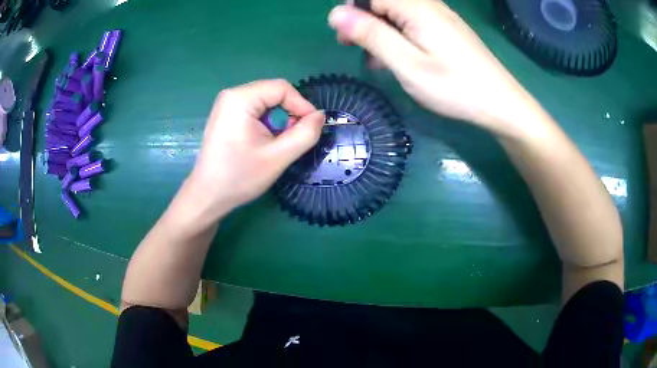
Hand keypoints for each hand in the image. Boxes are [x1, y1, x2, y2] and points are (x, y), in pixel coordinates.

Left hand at [186, 79, 324, 218]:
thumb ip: (304, 134)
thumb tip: (320, 116)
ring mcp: (227, 104)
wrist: (208, 196)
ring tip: (276, 144)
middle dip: (289, 114)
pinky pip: (255, 109)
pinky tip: (263, 142)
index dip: (301, 105)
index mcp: (241, 99)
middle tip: (292, 140)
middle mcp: (232, 95)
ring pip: (266, 102)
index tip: (311, 128)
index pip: (282, 88)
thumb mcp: (278, 157)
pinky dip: (266, 123)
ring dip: (278, 120)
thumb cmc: (239, 177)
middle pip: (273, 93)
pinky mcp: (226, 115)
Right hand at [329, 0, 537, 134]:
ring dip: (382, 30)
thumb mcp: (407, 64)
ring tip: (376, 58)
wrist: (500, 103)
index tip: (344, 37)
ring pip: (400, 13)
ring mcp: (442, 17)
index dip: (353, 10)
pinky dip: (401, 35)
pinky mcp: (450, 29)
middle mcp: (430, 5)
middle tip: (355, 47)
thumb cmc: (453, 87)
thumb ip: (372, 35)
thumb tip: (335, 13)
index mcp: (416, 8)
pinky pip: (416, 22)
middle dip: (365, 20)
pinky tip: (400, 57)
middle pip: (386, 1)